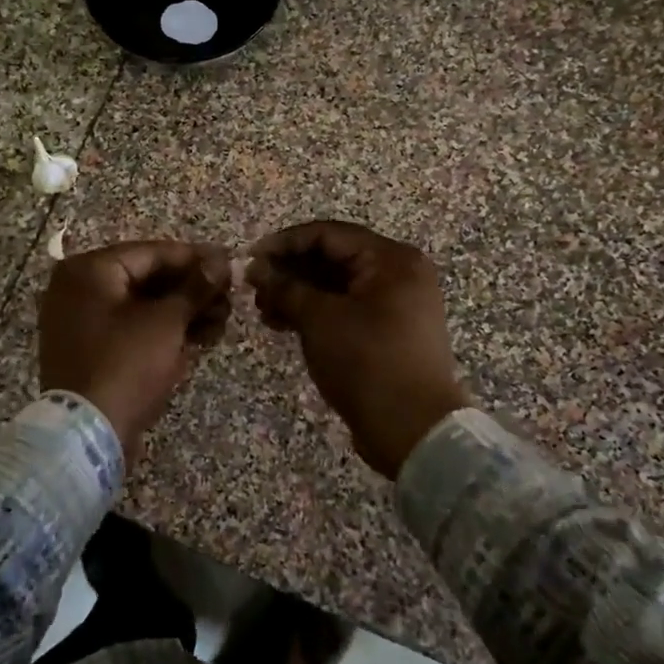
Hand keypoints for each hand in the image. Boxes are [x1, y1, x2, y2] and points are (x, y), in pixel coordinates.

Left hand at [39, 240, 232, 450]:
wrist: (87, 435)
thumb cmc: (126, 365)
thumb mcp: (166, 322)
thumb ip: (195, 287)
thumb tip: (221, 260)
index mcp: (89, 271)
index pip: (152, 252)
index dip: (195, 258)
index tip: (231, 263)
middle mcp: (78, 289)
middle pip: (147, 278)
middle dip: (192, 289)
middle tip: (230, 297)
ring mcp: (82, 322)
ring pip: (143, 306)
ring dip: (184, 311)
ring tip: (223, 321)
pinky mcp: (92, 351)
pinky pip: (132, 329)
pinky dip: (164, 331)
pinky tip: (202, 337)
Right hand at [247, 221, 466, 479]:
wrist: (414, 429)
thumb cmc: (367, 363)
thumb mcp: (319, 320)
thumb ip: (285, 287)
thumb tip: (255, 268)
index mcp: (391, 259)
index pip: (327, 234)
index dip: (284, 243)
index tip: (249, 259)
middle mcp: (399, 273)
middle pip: (334, 258)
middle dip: (290, 271)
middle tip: (254, 289)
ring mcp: (398, 303)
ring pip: (338, 285)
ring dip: (299, 294)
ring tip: (264, 312)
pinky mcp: (390, 331)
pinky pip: (347, 308)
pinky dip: (317, 313)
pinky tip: (284, 325)